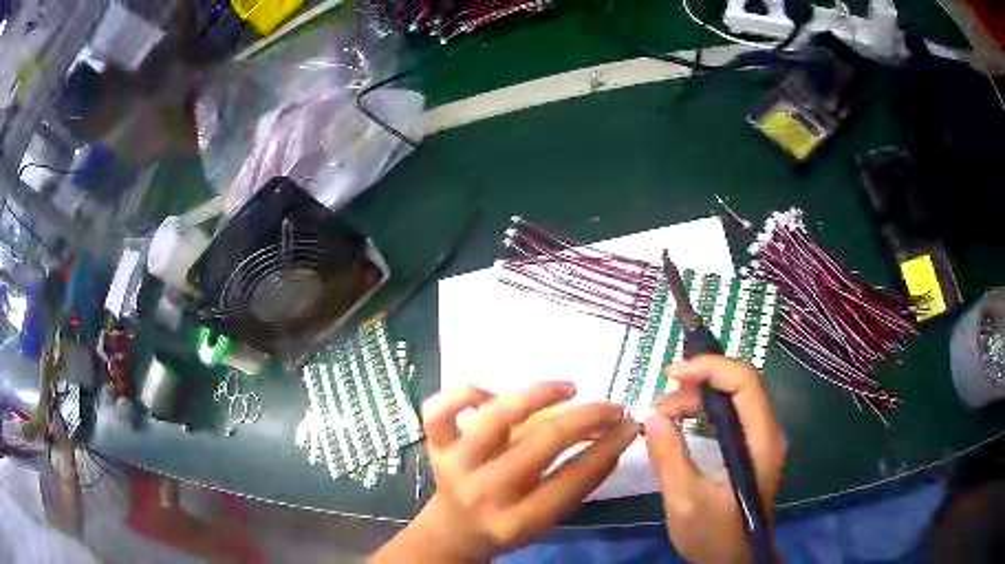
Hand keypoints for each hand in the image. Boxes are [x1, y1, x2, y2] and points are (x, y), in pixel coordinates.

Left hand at [373, 382, 636, 562]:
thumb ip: (576, 484)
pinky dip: (467, 392)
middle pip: (542, 443)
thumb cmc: (506, 525)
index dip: (607, 448)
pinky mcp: (434, 446)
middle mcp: (484, 492)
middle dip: (587, 418)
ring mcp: (454, 465)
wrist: (452, 530)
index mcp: (516, 521)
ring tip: (569, 388)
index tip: (629, 426)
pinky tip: (496, 393)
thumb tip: (615, 439)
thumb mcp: (545, 519)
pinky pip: (439, 409)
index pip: (572, 479)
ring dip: (538, 395)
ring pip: (495, 417)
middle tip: (612, 407)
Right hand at [645, 357, 786, 563]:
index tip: (672, 373)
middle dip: (699, 384)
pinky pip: (730, 416)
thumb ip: (669, 458)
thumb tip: (651, 417)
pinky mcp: (751, 449)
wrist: (735, 562)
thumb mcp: (685, 501)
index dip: (711, 368)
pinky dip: (703, 412)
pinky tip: (681, 423)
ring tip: (663, 415)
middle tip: (660, 402)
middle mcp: (768, 432)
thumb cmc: (715, 536)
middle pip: (739, 385)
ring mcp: (761, 441)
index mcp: (761, 441)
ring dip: (698, 399)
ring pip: (733, 399)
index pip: (745, 382)